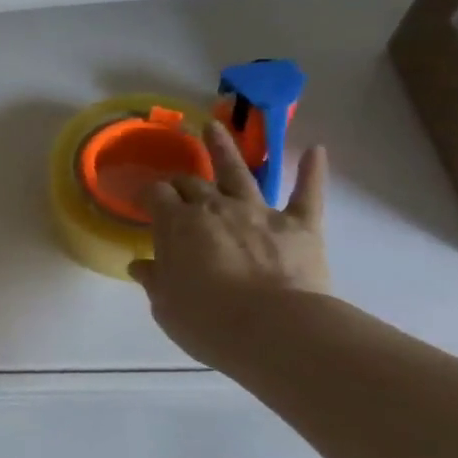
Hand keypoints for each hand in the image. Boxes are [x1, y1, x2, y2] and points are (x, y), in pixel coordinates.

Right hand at [131, 122, 330, 367]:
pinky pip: (308, 192)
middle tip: (176, 183)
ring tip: (215, 127)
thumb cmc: (207, 321)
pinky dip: (312, 171)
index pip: (156, 196)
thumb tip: (141, 265)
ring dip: (226, 149)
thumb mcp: (165, 305)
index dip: (148, 195)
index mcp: (177, 225)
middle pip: (192, 183)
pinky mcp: (301, 225)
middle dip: (181, 180)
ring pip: (240, 172)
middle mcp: (215, 208)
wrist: (274, 331)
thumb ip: (154, 279)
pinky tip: (316, 151)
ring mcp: (259, 212)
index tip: (142, 200)